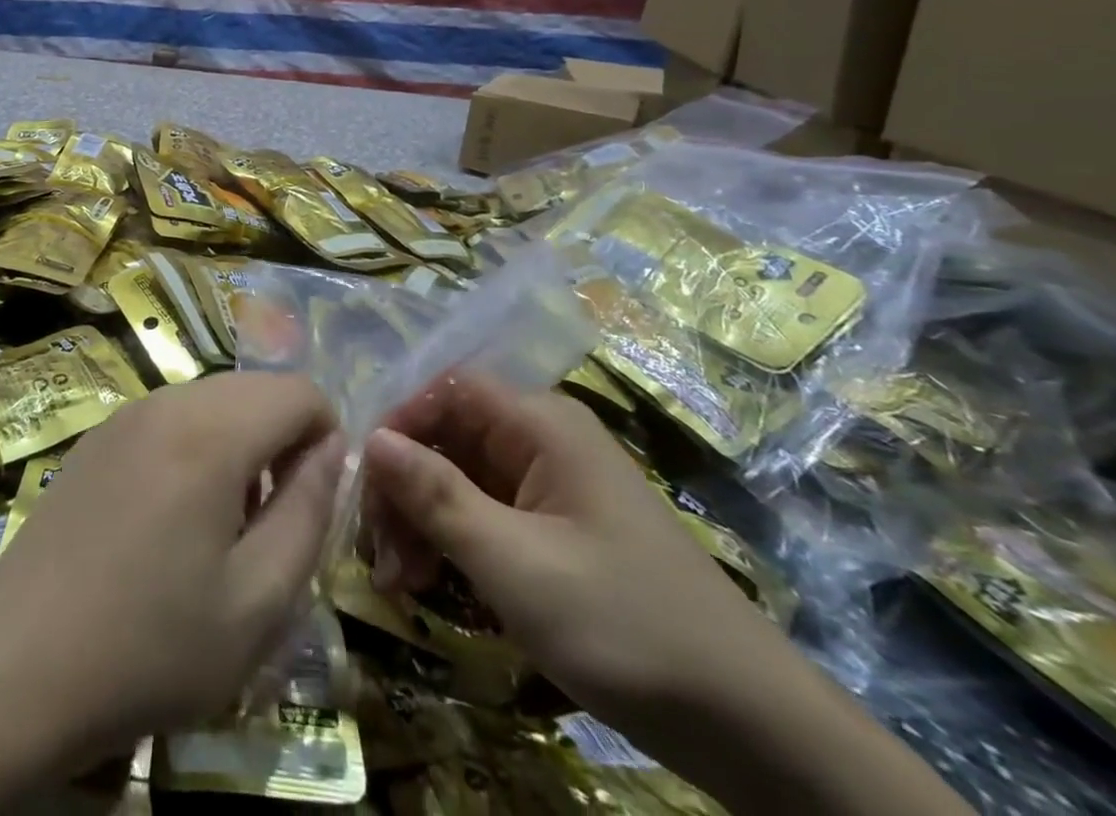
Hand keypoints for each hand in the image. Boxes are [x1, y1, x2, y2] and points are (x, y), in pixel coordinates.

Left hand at [0, 372, 344, 763]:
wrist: (18, 666)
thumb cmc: (150, 645)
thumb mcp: (257, 603)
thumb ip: (309, 514)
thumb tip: (332, 451)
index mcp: (212, 431)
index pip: (298, 391)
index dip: (325, 438)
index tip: (313, 502)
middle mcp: (168, 401)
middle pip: (255, 389)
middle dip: (282, 440)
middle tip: (270, 522)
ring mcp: (126, 414)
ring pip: (213, 400)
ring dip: (239, 444)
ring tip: (222, 526)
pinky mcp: (98, 436)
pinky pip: (171, 417)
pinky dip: (197, 446)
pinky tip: (170, 519)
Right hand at [361, 376, 794, 736]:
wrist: (750, 726)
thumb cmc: (624, 624)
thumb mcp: (515, 564)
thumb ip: (437, 496)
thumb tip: (371, 440)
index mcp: (540, 424)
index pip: (446, 389)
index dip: (399, 422)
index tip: (364, 481)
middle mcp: (542, 440)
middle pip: (447, 435)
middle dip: (405, 486)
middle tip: (377, 552)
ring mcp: (549, 486)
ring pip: (459, 477)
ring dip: (420, 520)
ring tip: (399, 582)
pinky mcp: (554, 530)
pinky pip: (484, 514)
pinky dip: (451, 542)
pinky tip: (428, 585)